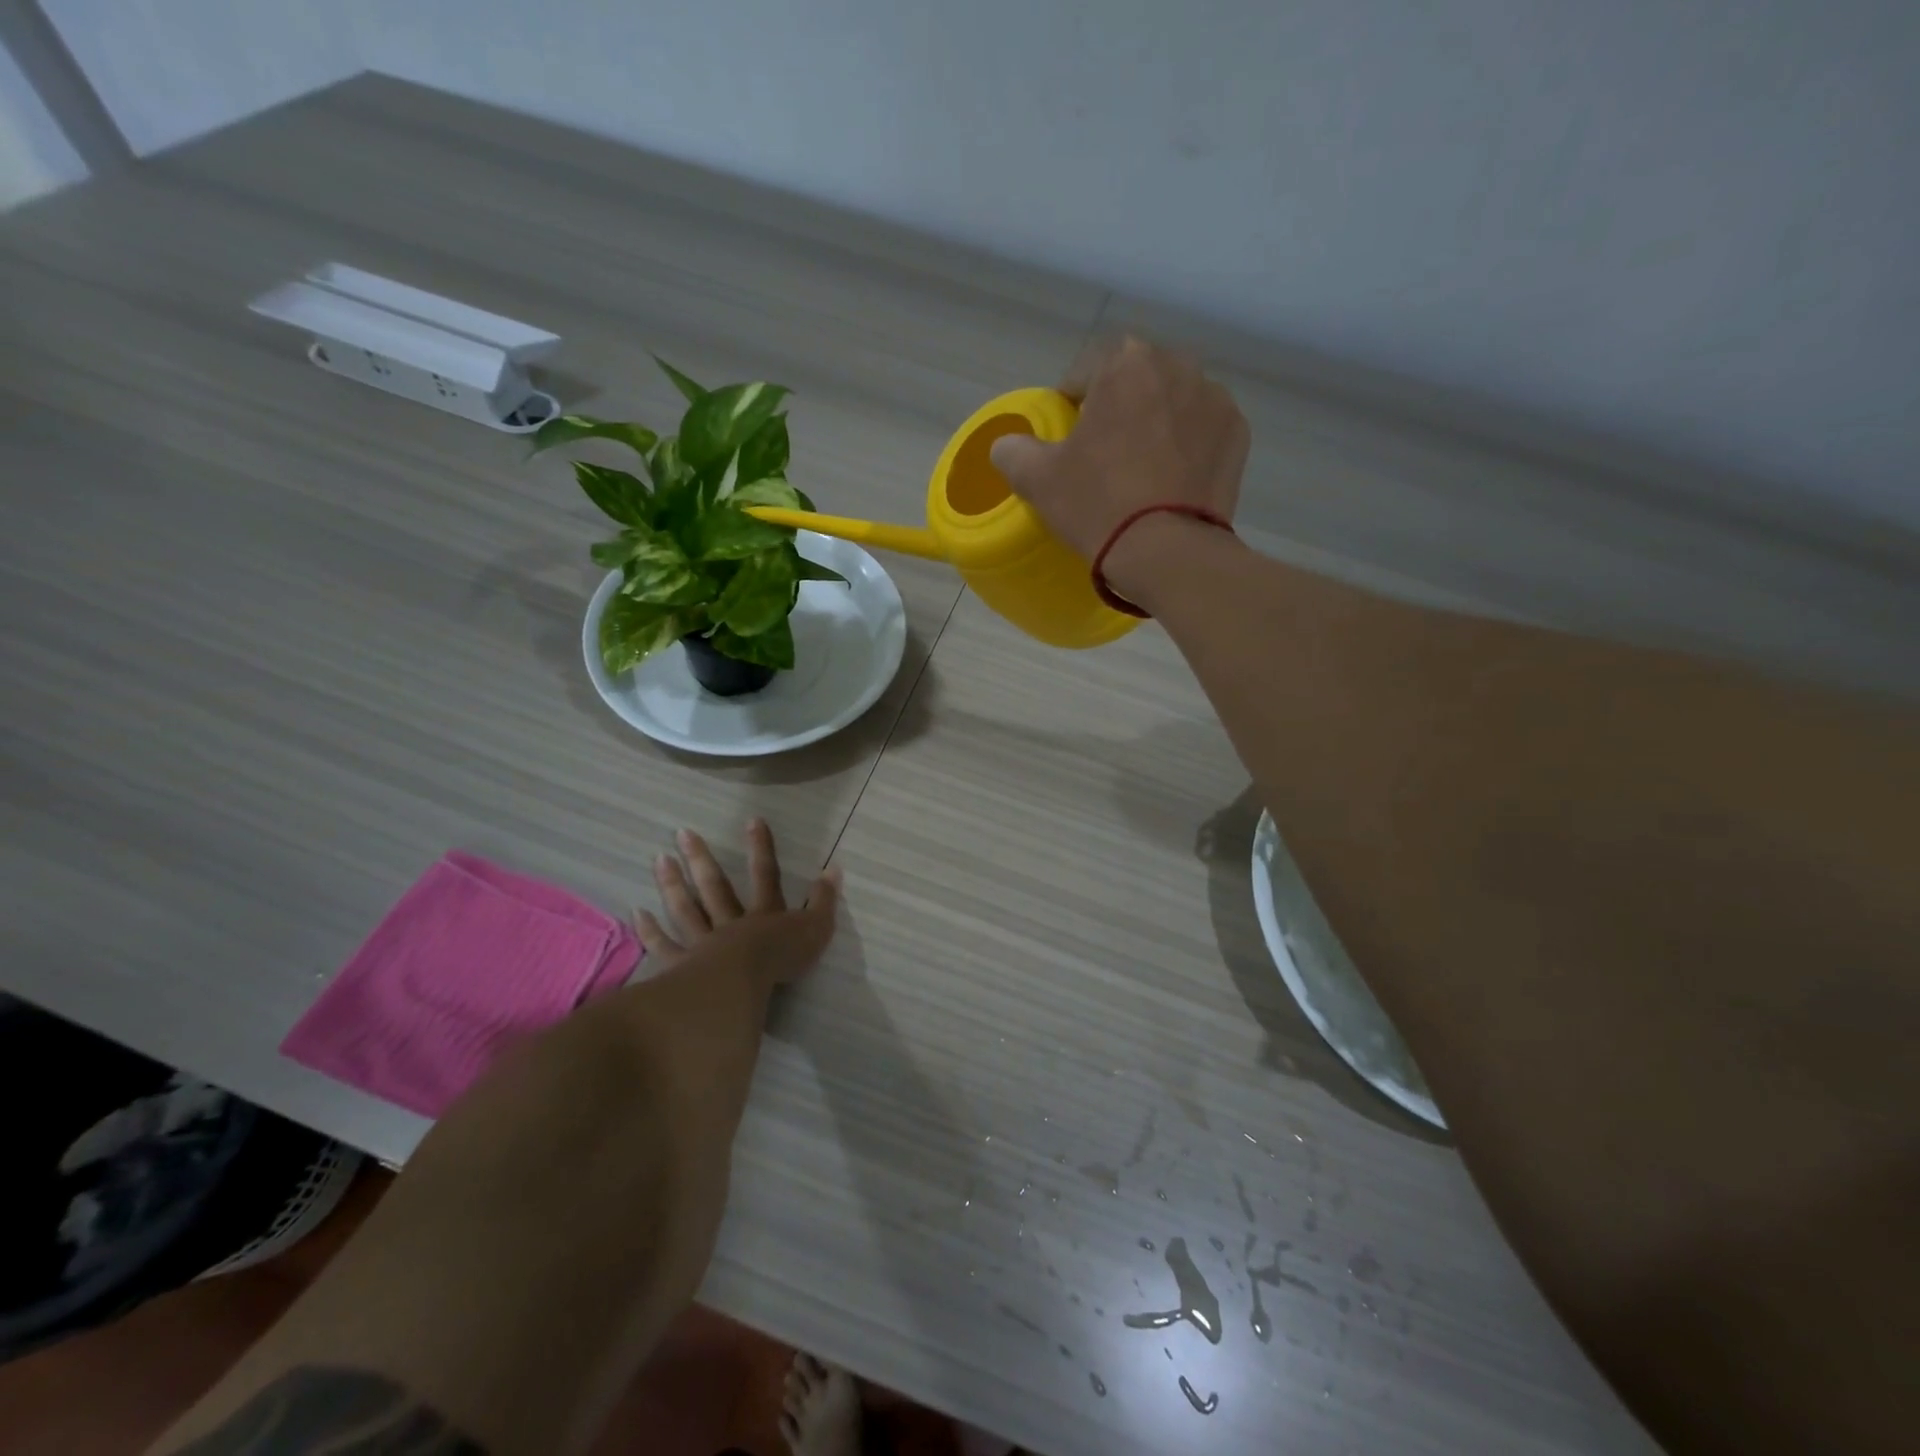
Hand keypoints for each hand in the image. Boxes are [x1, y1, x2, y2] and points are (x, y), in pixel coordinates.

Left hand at [636, 820, 840, 990]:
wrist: (742, 984)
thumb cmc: (781, 959)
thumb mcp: (815, 929)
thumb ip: (824, 900)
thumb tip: (834, 868)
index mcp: (764, 914)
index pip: (765, 874)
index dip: (761, 848)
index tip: (752, 820)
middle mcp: (731, 922)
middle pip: (714, 886)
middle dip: (701, 858)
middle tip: (681, 832)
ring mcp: (703, 943)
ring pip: (686, 909)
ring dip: (673, 884)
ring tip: (659, 859)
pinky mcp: (683, 967)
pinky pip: (665, 947)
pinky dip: (651, 931)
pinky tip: (638, 913)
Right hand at [989, 336, 1248, 577]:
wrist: (1167, 552)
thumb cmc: (1098, 505)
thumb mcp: (1038, 480)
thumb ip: (1014, 451)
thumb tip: (1006, 446)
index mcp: (1126, 364)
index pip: (1088, 369)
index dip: (1072, 400)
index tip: (1066, 434)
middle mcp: (1177, 366)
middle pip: (1136, 381)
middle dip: (1118, 407)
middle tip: (1104, 452)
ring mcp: (1215, 399)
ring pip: (1173, 402)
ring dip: (1155, 423)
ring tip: (1141, 468)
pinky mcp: (1237, 434)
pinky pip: (1202, 430)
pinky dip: (1186, 446)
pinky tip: (1172, 479)